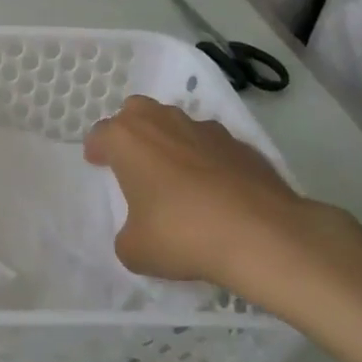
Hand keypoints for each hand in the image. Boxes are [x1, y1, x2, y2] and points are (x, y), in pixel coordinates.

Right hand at [84, 95, 361, 301]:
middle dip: (132, 130)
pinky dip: (210, 160)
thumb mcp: (135, 250)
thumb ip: (127, 236)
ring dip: (171, 141)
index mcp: (126, 139)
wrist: (264, 236)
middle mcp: (162, 122)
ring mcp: (206, 129)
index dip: (97, 150)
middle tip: (135, 161)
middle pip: (136, 111)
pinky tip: (218, 191)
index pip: (100, 134)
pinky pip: (214, 146)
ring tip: (178, 177)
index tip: (98, 165)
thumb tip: (138, 234)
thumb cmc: (183, 234)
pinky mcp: (243, 145)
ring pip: (178, 123)